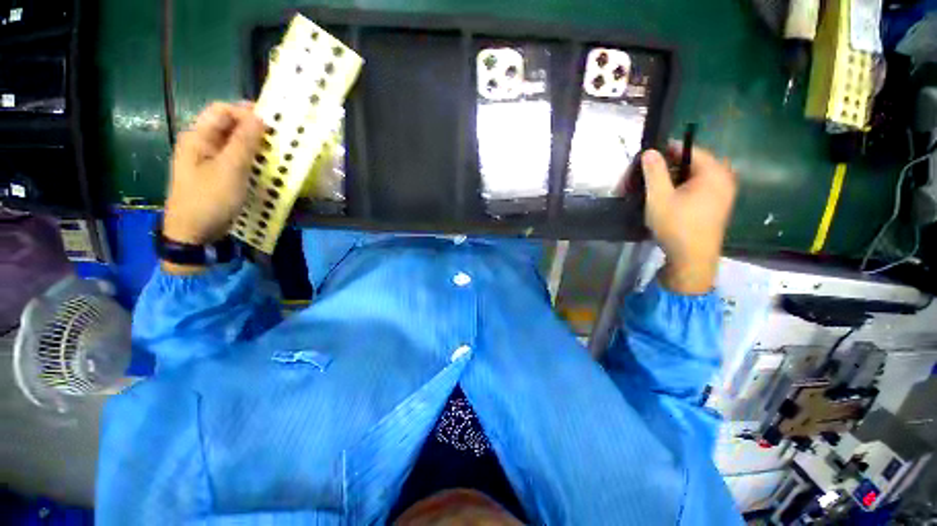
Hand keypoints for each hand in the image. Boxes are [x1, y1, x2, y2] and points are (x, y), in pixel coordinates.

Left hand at [163, 102, 263, 247]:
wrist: (190, 244)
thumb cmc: (207, 202)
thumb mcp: (230, 169)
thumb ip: (246, 139)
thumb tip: (262, 115)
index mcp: (195, 137)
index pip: (222, 109)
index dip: (244, 112)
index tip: (265, 125)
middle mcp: (196, 144)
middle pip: (225, 124)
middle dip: (248, 128)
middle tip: (268, 139)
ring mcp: (200, 162)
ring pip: (227, 142)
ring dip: (247, 145)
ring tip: (264, 154)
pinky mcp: (206, 177)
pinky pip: (226, 158)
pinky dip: (241, 159)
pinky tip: (252, 168)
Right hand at [641, 143, 736, 294]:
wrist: (693, 268)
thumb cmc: (678, 230)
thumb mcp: (659, 196)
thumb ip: (654, 168)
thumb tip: (651, 151)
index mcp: (713, 171)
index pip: (684, 149)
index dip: (664, 154)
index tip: (648, 166)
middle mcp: (724, 179)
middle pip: (691, 162)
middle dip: (670, 168)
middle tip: (651, 181)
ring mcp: (725, 195)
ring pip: (695, 177)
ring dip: (677, 181)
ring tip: (660, 193)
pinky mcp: (721, 209)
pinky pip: (701, 190)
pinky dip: (687, 192)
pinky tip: (673, 204)